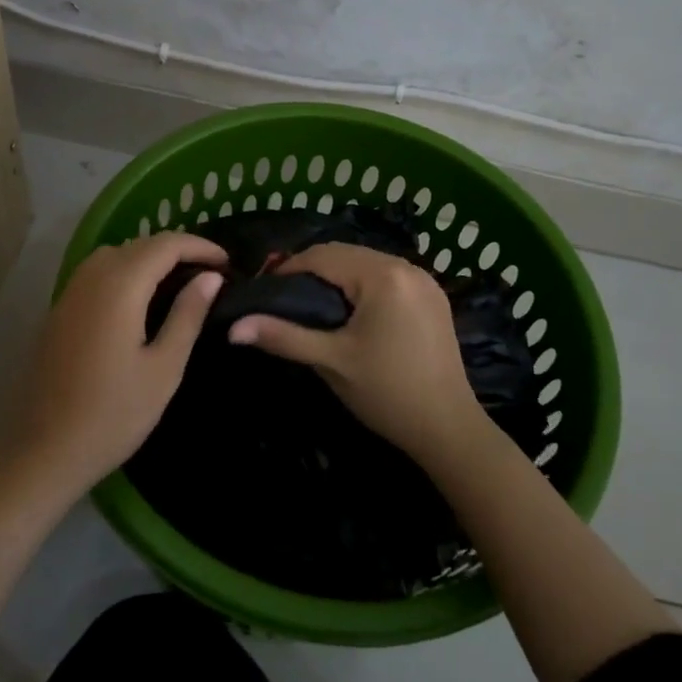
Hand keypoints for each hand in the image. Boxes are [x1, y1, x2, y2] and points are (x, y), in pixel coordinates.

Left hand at [2, 232, 226, 494]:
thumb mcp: (164, 367)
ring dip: (148, 258)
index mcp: (120, 287)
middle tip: (209, 273)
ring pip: (114, 255)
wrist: (44, 452)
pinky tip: (139, 300)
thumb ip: (188, 315)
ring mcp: (70, 294)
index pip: (165, 245)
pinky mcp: (58, 312)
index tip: (227, 262)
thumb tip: (210, 277)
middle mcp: (91, 278)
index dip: (199, 246)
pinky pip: (96, 274)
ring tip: (178, 282)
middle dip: (176, 249)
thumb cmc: (113, 414)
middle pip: (138, 244)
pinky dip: (125, 272)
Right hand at [227, 243, 484, 471]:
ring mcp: (424, 280)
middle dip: (312, 269)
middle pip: (346, 253)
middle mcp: (406, 266)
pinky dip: (362, 284)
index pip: (322, 256)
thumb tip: (233, 328)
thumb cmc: (386, 392)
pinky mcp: (433, 297)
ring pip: (367, 262)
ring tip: (311, 303)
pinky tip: (349, 309)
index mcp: (382, 275)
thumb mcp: (330, 361)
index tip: (263, 289)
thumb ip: (283, 337)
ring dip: (338, 275)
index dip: (288, 268)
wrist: (448, 428)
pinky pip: (387, 276)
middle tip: (283, 296)